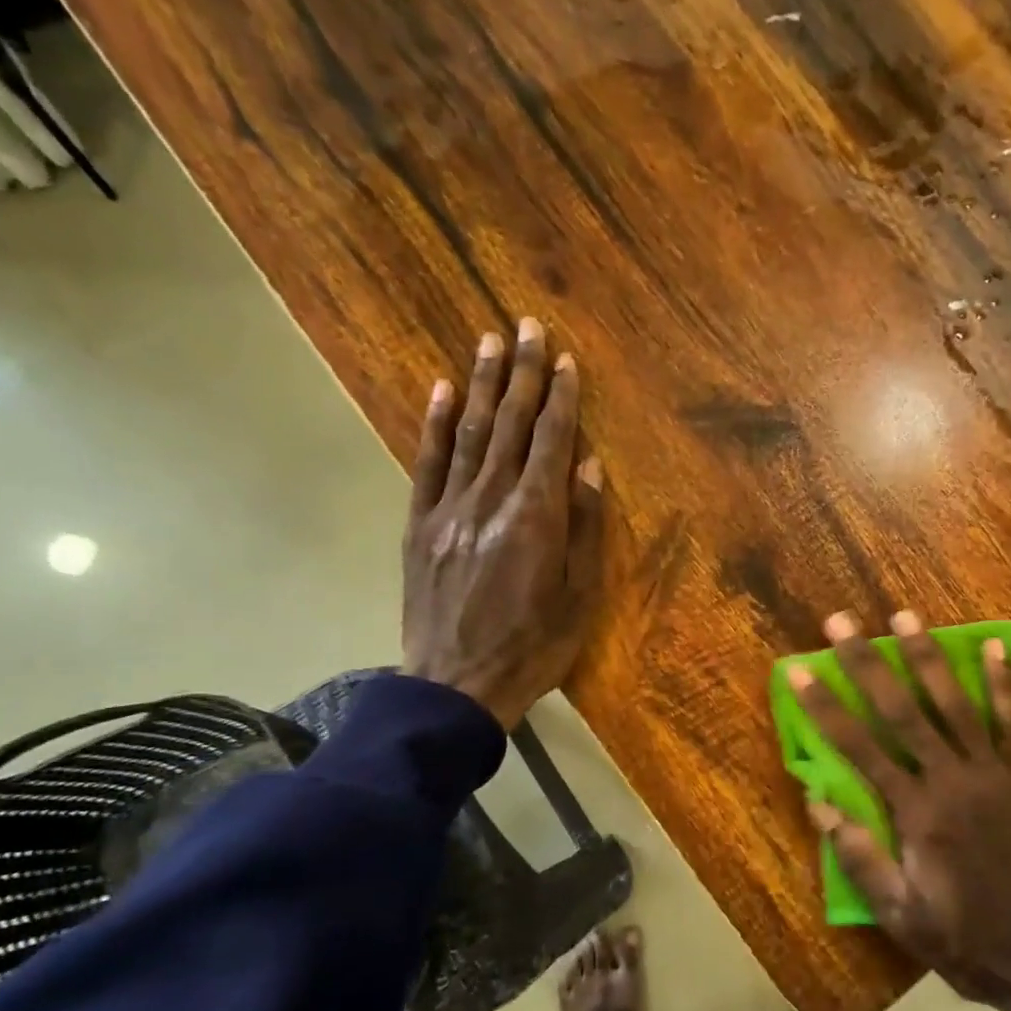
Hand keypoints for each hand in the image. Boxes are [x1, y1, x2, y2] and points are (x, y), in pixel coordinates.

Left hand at [400, 318, 603, 728]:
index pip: (551, 442)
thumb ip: (586, 528)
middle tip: (525, 325)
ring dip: (481, 385)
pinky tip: (441, 391)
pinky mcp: (419, 526)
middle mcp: (491, 501)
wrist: (457, 686)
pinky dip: (434, 425)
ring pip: (469, 434)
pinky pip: (427, 465)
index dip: (561, 398)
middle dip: (521, 373)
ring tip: (488, 340)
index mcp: (536, 518)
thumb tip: (591, 468)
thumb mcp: (580, 596)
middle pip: (510, 425)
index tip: (565, 359)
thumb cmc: (534, 647)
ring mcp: (449, 510)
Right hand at [790, 611, 1010, 1010]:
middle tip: (841, 622)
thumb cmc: (967, 941)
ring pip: (957, 703)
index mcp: (917, 813)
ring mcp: (998, 773)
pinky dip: (1005, 682)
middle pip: (903, 711)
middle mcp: (954, 780)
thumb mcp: (902, 915)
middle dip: (867, 663)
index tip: (800, 670)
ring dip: (927, 656)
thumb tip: (818, 803)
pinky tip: (994, 646)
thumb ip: (861, 857)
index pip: (859, 748)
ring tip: (904, 616)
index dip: (825, 707)